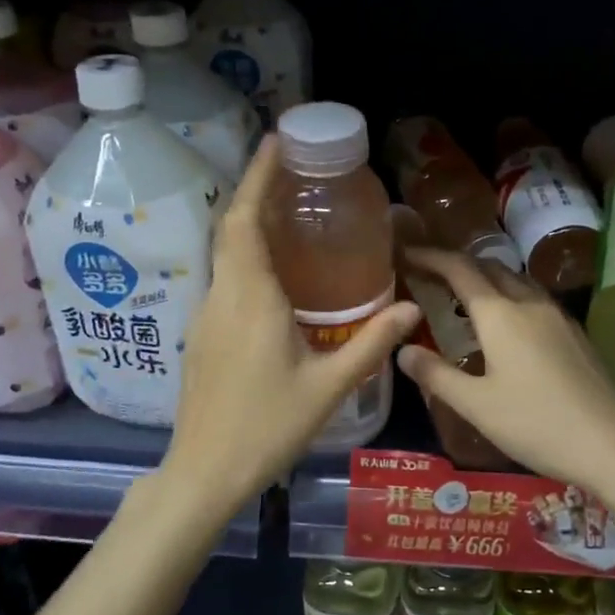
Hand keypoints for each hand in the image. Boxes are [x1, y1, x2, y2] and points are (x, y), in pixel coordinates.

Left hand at [166, 135, 420, 507]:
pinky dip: (245, 257)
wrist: (203, 472)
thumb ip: (371, 344)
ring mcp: (205, 316)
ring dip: (248, 223)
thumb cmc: (266, 427)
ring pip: (224, 254)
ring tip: (288, 213)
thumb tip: (413, 309)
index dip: (257, 177)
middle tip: (290, 169)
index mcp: (250, 298)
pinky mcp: (201, 336)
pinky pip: (224, 279)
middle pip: (230, 228)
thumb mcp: (328, 387)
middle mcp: (221, 296)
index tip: (273, 142)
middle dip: (255, 190)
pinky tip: (274, 274)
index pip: (245, 221)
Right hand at [396, 250, 614, 500]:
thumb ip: (436, 374)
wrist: (612, 446)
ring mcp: (557, 316)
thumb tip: (402, 350)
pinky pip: (533, 298)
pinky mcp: (574, 333)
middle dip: (457, 264)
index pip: (459, 269)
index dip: (430, 257)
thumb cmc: (536, 424)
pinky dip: (508, 296)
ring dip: (485, 278)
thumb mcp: (476, 405)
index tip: (406, 253)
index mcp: (500, 314)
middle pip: (489, 267)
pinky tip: (504, 325)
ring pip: (515, 280)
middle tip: (429, 275)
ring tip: (462, 297)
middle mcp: (529, 303)